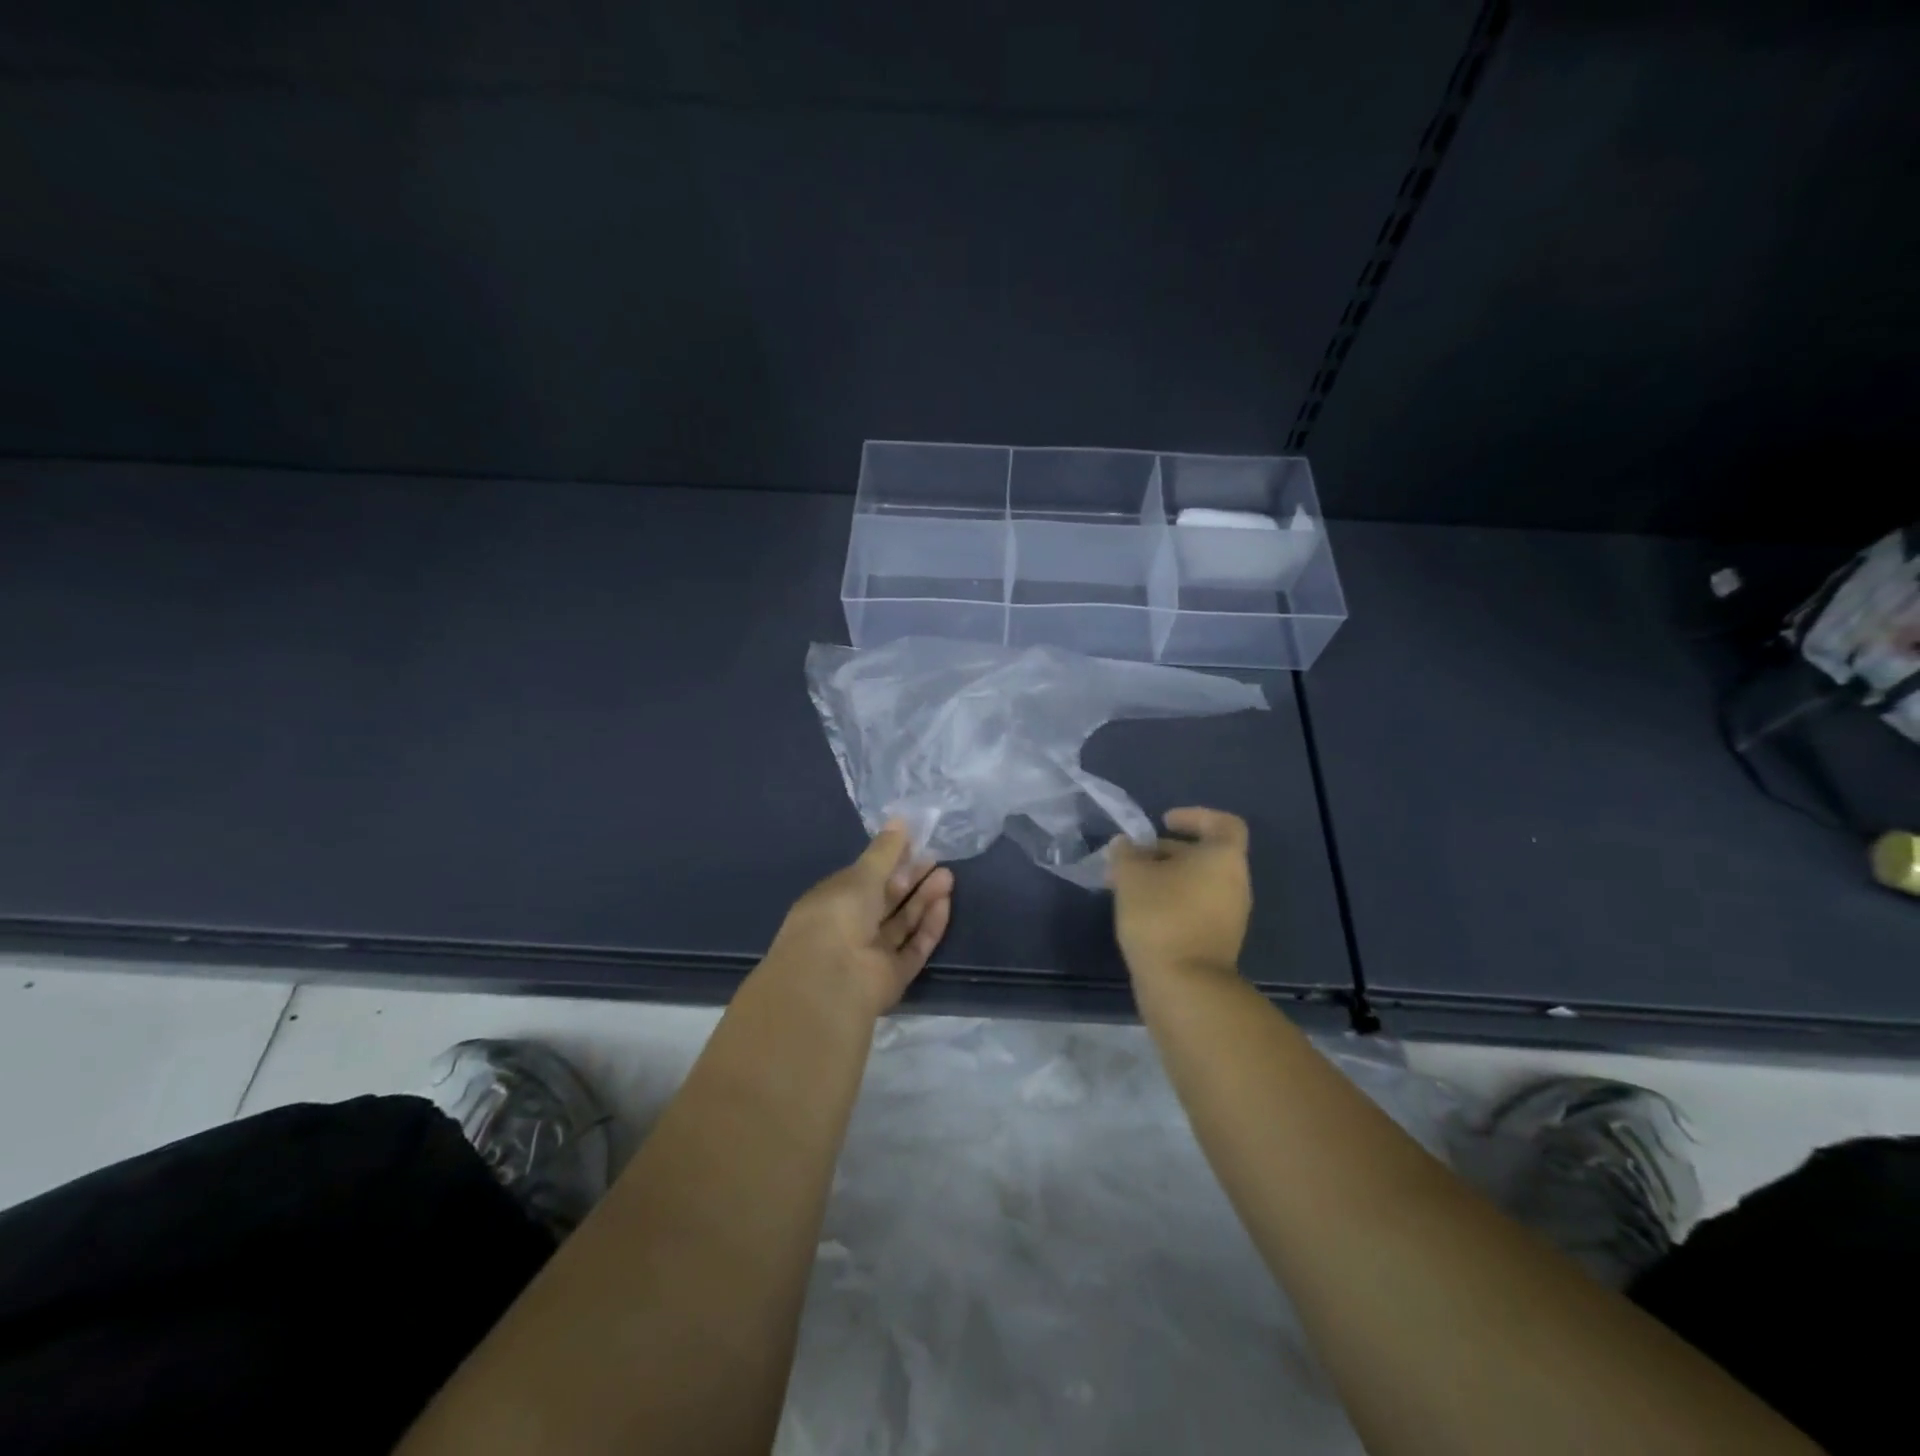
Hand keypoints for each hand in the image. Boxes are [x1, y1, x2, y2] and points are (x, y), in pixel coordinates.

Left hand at [764, 822, 954, 1018]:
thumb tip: (900, 821)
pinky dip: (929, 927)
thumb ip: (885, 851)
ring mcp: (871, 954)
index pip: (864, 878)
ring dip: (924, 900)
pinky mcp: (892, 976)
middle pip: (887, 901)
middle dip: (911, 879)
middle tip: (937, 859)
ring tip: (948, 876)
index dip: (889, 862)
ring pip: (902, 923)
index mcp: (833, 902)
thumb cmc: (838, 915)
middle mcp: (850, 928)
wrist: (833, 979)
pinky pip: (914, 947)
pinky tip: (945, 904)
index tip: (914, 844)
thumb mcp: (862, 875)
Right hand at [1108, 807, 1251, 981]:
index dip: (1194, 816)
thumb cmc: (1161, 915)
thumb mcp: (1131, 876)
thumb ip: (1126, 853)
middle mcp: (1234, 883)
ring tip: (1126, 885)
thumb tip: (1125, 845)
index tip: (1163, 822)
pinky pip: (1195, 907)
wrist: (1184, 984)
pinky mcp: (1217, 941)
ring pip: (1196, 883)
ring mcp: (1229, 915)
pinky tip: (1139, 910)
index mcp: (1223, 858)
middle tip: (1131, 857)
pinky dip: (1170, 901)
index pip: (1222, 823)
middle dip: (1166, 852)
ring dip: (1164, 878)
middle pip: (1204, 855)